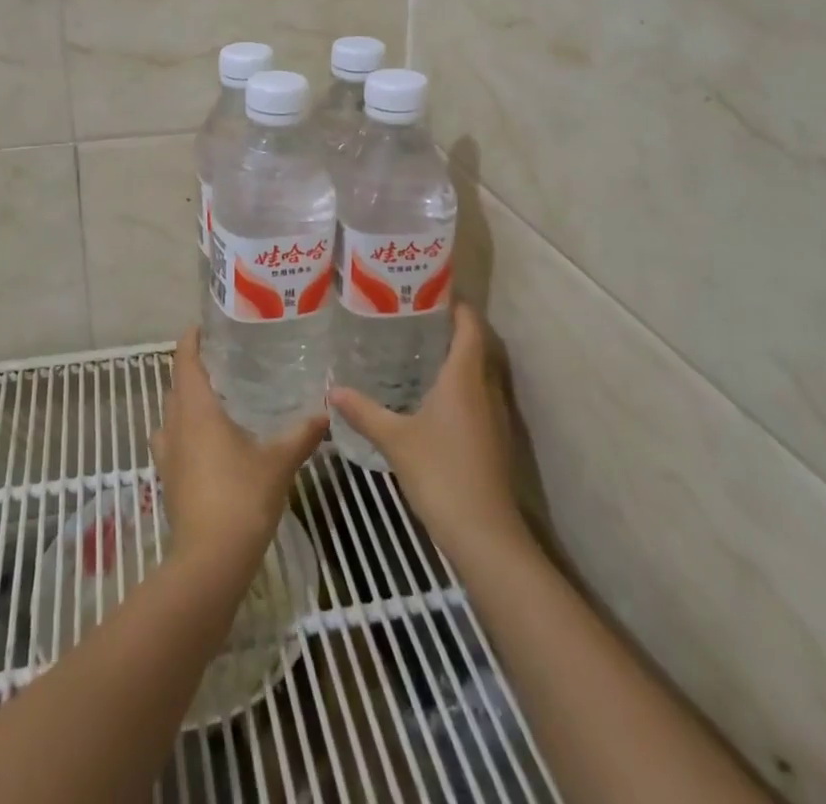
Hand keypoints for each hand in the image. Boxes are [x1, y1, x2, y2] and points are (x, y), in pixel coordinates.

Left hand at [151, 330, 327, 574]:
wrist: (210, 561)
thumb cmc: (242, 497)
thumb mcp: (279, 461)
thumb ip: (302, 433)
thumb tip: (327, 410)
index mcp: (196, 410)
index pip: (186, 362)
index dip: (190, 341)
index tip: (201, 326)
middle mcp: (175, 425)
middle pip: (176, 385)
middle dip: (192, 369)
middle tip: (220, 358)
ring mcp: (167, 454)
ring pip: (171, 414)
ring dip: (185, 400)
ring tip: (214, 396)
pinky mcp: (168, 479)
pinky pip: (172, 440)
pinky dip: (185, 429)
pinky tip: (208, 440)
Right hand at [329, 302, 525, 552]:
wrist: (484, 534)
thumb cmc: (441, 473)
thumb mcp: (395, 439)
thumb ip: (364, 411)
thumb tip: (331, 389)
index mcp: (465, 378)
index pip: (470, 327)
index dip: (458, 306)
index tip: (433, 290)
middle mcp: (485, 389)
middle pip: (477, 346)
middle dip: (452, 329)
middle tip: (416, 316)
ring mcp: (494, 416)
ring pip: (478, 373)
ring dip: (457, 358)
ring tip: (419, 349)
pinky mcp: (494, 439)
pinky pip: (478, 396)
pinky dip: (459, 386)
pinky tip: (431, 397)